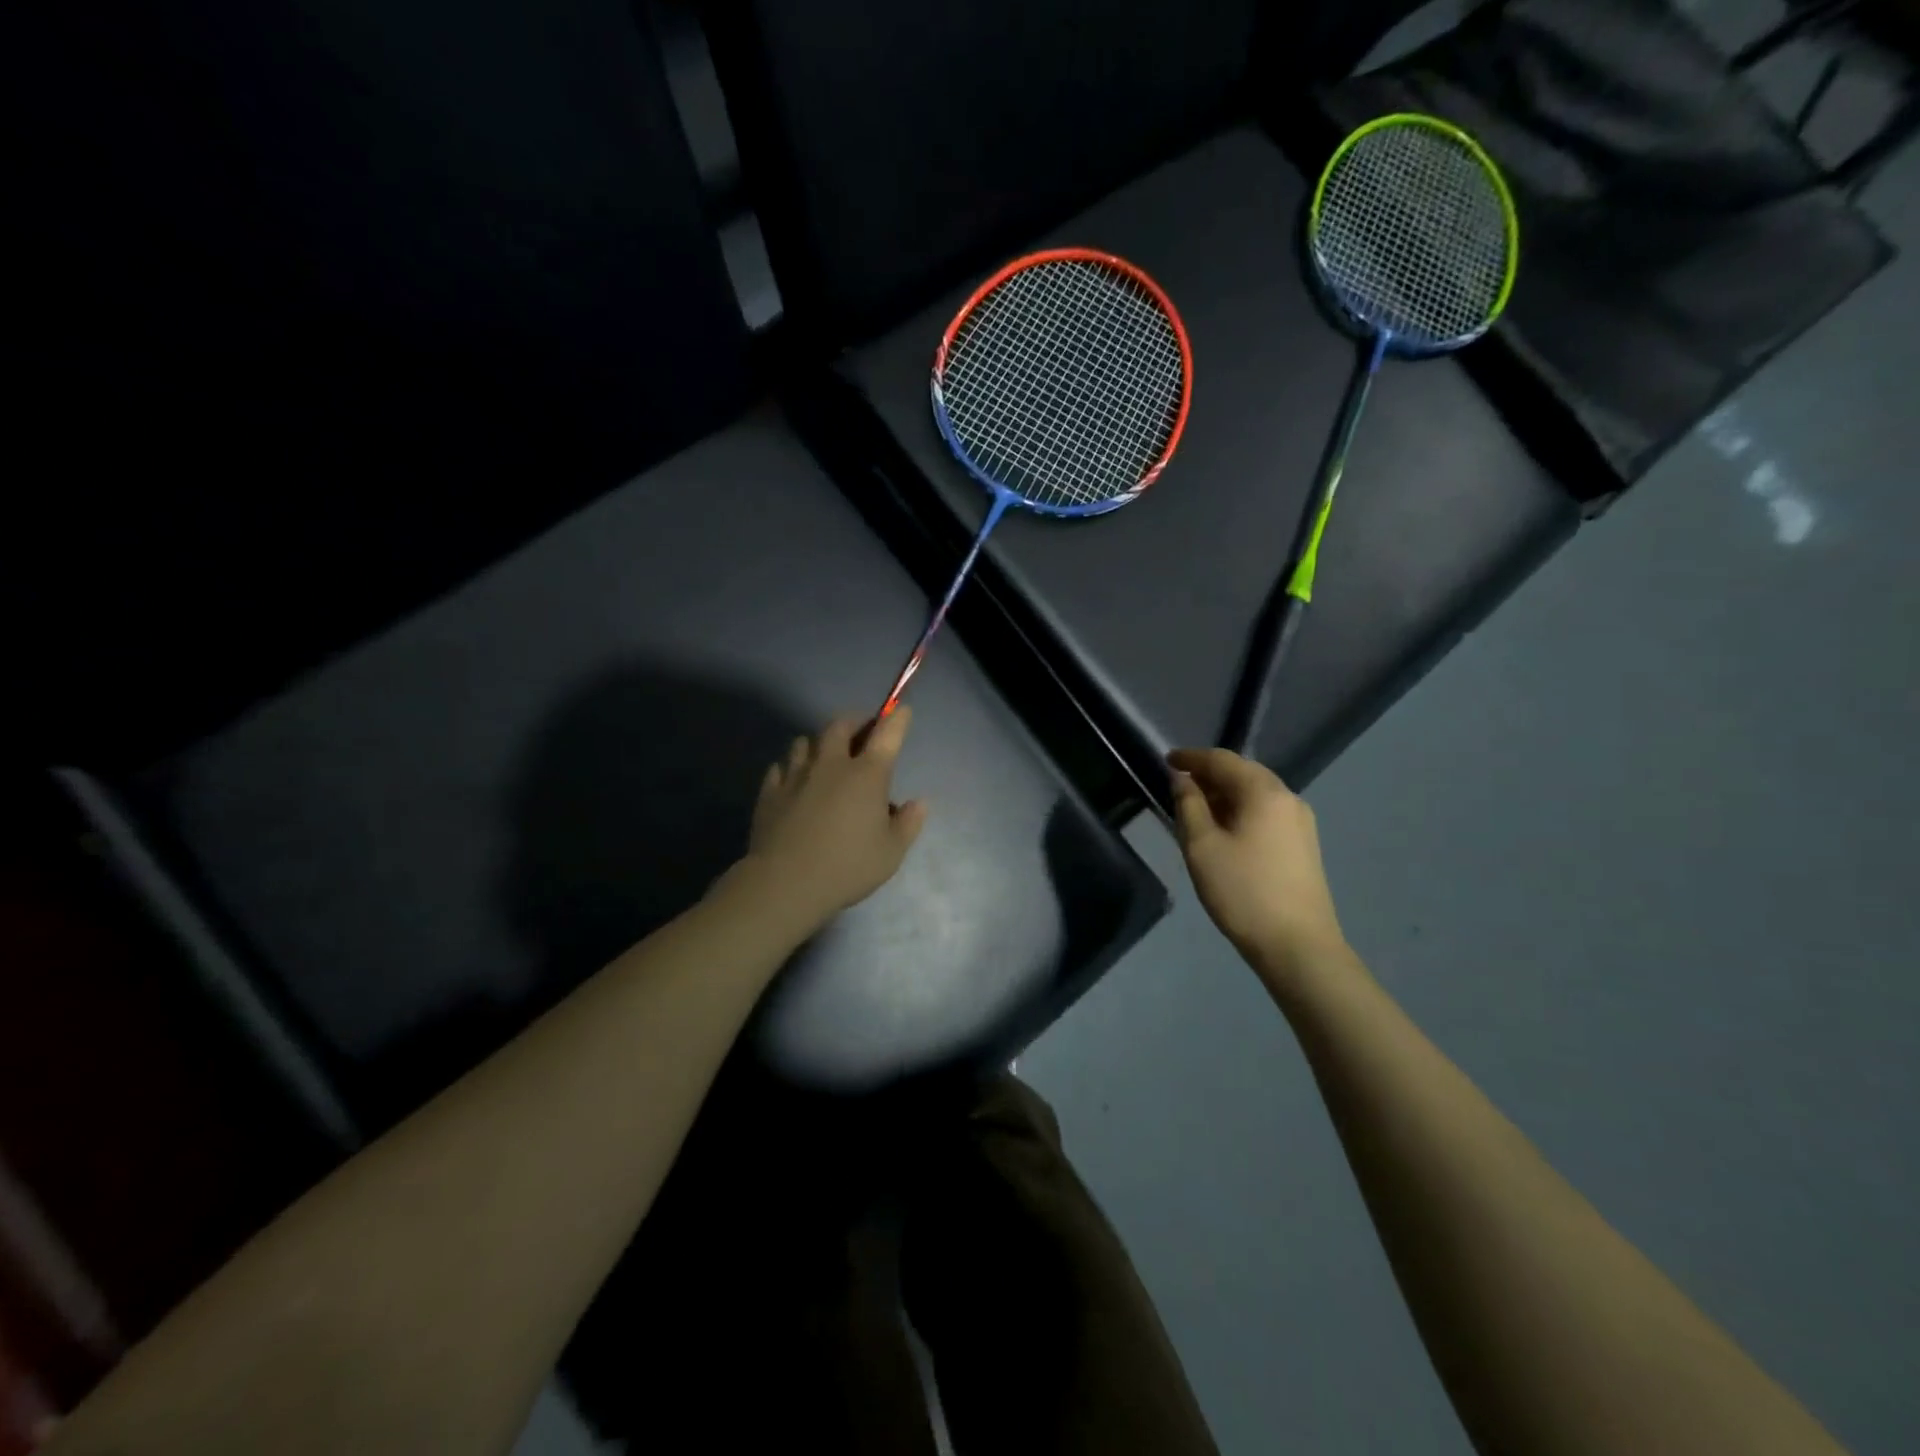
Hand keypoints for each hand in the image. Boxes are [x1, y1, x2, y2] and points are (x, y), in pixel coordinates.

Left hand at [740, 708, 928, 928]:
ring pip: (805, 741)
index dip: (897, 719)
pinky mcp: (770, 791)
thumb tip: (919, 802)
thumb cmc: (847, 867)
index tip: (902, 710)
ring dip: (818, 743)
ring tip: (824, 756)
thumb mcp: (891, 853)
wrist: (785, 883)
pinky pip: (780, 767)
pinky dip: (791, 768)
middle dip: (854, 722)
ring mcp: (796, 775)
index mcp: (867, 775)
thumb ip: (908, 824)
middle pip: (840, 725)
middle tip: (861, 732)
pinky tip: (794, 781)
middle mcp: (832, 765)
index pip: (887, 734)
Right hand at [1167, 748, 1347, 982]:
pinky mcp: (1304, 844)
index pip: (1222, 760)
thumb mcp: (1201, 846)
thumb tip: (1182, 778)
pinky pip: (1266, 812)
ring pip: (1255, 793)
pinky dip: (1240, 810)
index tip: (1165, 761)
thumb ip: (1188, 805)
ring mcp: (1301, 821)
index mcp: (1263, 792)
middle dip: (1209, 774)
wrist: (1297, 945)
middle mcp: (1287, 797)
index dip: (1191, 758)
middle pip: (1243, 772)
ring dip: (1224, 794)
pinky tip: (1224, 830)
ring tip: (1196, 810)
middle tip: (1178, 786)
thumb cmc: (1242, 891)